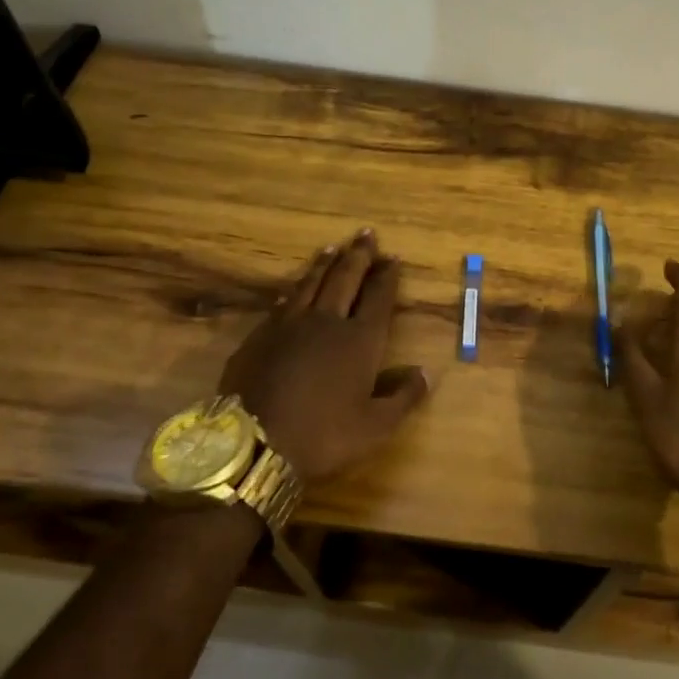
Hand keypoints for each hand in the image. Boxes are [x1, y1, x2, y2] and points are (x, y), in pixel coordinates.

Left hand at [219, 230, 428, 487]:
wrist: (253, 443)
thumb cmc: (323, 435)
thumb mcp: (375, 427)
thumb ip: (403, 398)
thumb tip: (424, 373)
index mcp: (360, 340)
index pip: (378, 297)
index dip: (387, 276)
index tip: (392, 257)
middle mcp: (327, 321)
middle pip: (345, 279)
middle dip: (359, 256)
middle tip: (366, 234)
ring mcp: (289, 325)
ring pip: (311, 283)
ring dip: (324, 264)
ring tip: (333, 248)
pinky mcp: (260, 336)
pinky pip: (282, 303)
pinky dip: (293, 290)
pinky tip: (293, 288)